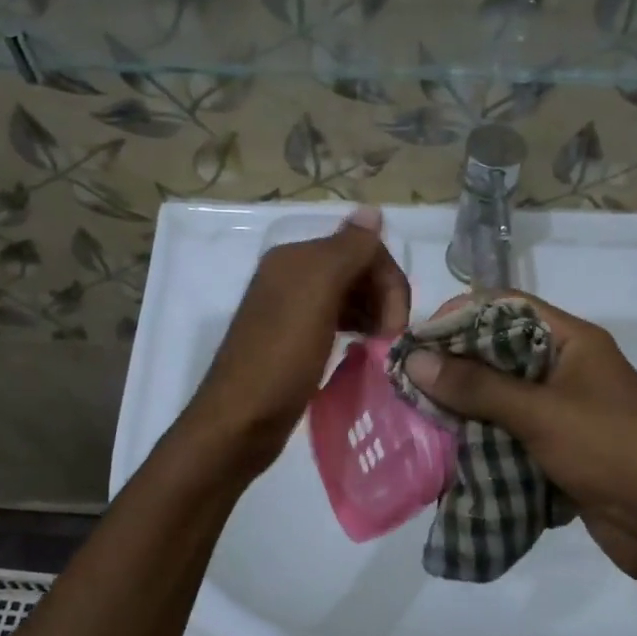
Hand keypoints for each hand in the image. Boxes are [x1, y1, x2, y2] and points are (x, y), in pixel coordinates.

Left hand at [184, 205, 409, 477]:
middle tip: (391, 339)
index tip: (397, 324)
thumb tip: (373, 210)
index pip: (362, 247)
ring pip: (350, 297)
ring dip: (374, 315)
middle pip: (357, 270)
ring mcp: (291, 310)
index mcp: (295, 258)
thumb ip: (347, 250)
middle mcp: (291, 276)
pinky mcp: (295, 341)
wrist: (238, 425)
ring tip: (383, 347)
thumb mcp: (316, 296)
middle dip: (383, 298)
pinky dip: (359, 330)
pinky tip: (366, 349)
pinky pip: (338, 321)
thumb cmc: (280, 359)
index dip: (388, 280)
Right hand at [401, 296, 636, 589]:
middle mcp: (567, 367)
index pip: (507, 307)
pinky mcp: (560, 445)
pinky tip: (449, 446)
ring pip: (503, 394)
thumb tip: (414, 360)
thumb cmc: (609, 450)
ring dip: (466, 404)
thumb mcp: (540, 413)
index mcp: (573, 341)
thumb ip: (477, 387)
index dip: (460, 316)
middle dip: (456, 365)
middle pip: (500, 351)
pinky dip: (483, 435)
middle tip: (410, 382)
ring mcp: (564, 408)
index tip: (417, 340)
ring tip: (420, 415)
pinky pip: (512, 429)